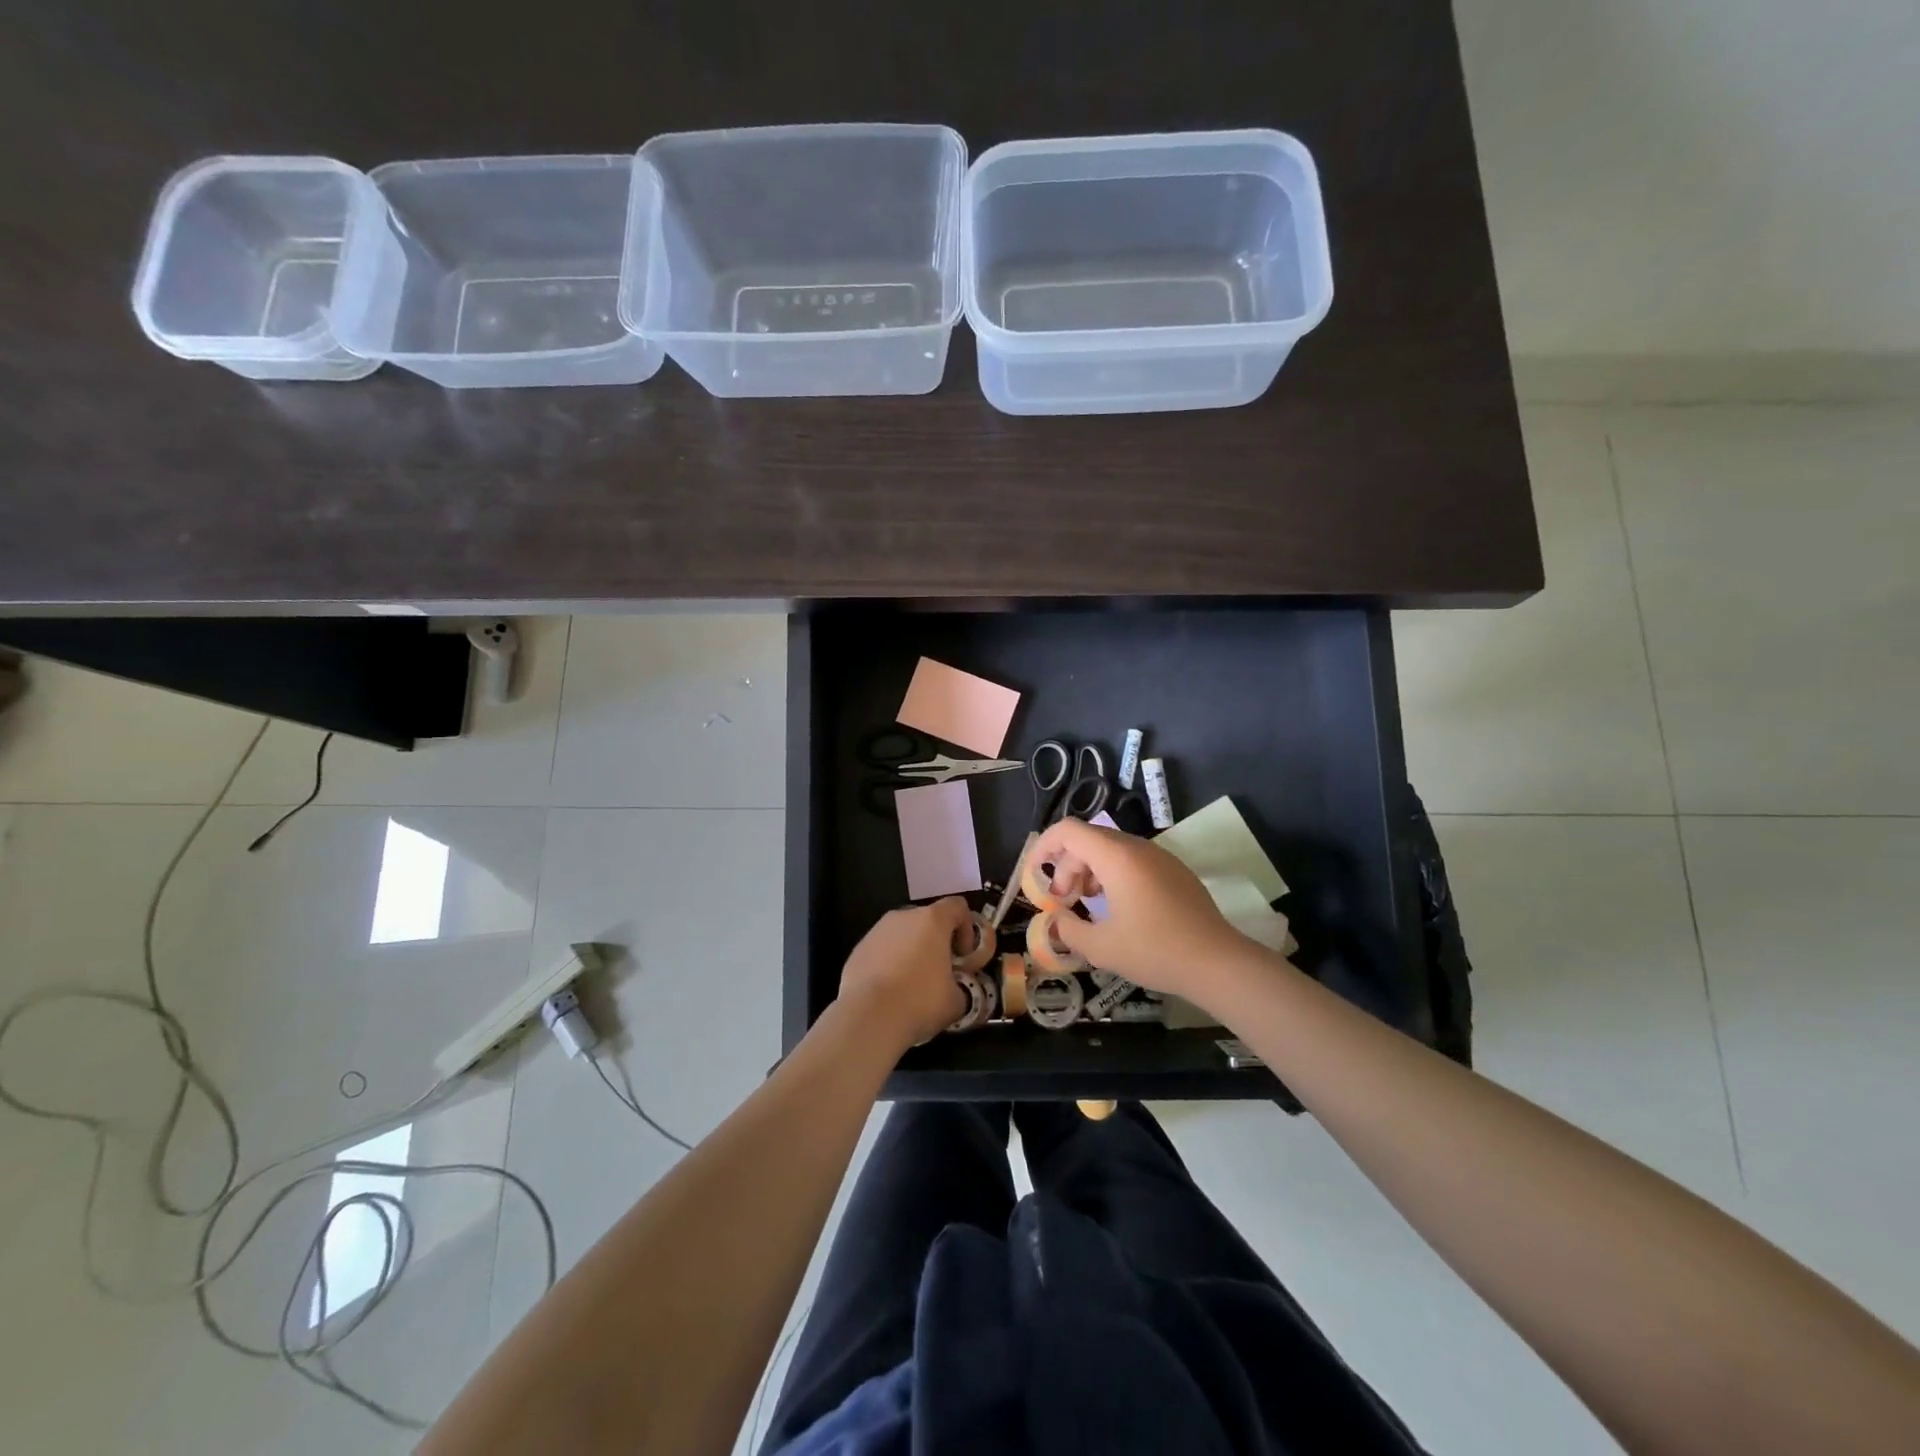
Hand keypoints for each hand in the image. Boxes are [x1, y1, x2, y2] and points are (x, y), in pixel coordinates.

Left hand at [837, 897, 970, 1050]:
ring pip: (902, 934)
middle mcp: (903, 916)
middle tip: (940, 971)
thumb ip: (961, 985)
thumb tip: (955, 989)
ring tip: (912, 984)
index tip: (964, 956)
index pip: (957, 906)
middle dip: (937, 941)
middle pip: (928, 920)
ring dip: (912, 951)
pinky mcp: (858, 948)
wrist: (868, 1017)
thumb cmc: (920, 1001)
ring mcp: (877, 930)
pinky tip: (889, 991)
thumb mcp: (956, 1000)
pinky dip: (889, 963)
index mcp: (932, 920)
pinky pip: (882, 950)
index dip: (967, 927)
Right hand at [1026, 819, 1256, 1001]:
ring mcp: (1160, 857)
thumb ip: (1068, 931)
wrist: (1218, 962)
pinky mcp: (1175, 871)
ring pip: (1111, 849)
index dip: (1044, 847)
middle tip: (1062, 901)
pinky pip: (1133, 860)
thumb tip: (1054, 922)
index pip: (1068, 830)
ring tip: (1087, 903)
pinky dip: (1113, 875)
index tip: (1035, 875)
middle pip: (1088, 840)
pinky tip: (1118, 908)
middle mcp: (1137, 847)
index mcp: (1116, 857)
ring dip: (1090, 870)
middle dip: (1067, 866)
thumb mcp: (1101, 947)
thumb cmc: (1155, 950)